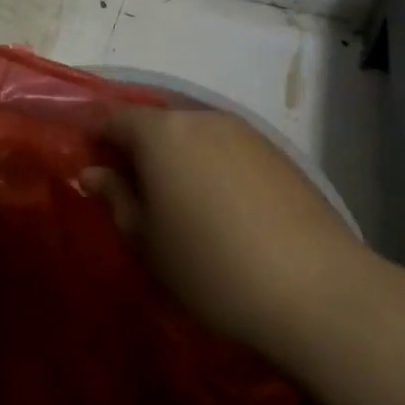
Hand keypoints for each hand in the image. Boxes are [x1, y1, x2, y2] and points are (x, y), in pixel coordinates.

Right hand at [83, 106, 362, 357]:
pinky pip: (227, 148)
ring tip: (178, 202)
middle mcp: (201, 118)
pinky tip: (221, 206)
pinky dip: (212, 166)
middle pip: (157, 122)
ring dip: (178, 157)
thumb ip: (118, 198)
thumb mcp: (148, 241)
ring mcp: (244, 131)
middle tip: (133, 191)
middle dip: (139, 148)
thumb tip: (93, 172)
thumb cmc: (209, 267)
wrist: (312, 286)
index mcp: (162, 132)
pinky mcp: (275, 151)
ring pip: (194, 133)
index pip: (115, 118)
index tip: (92, 168)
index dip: (97, 139)